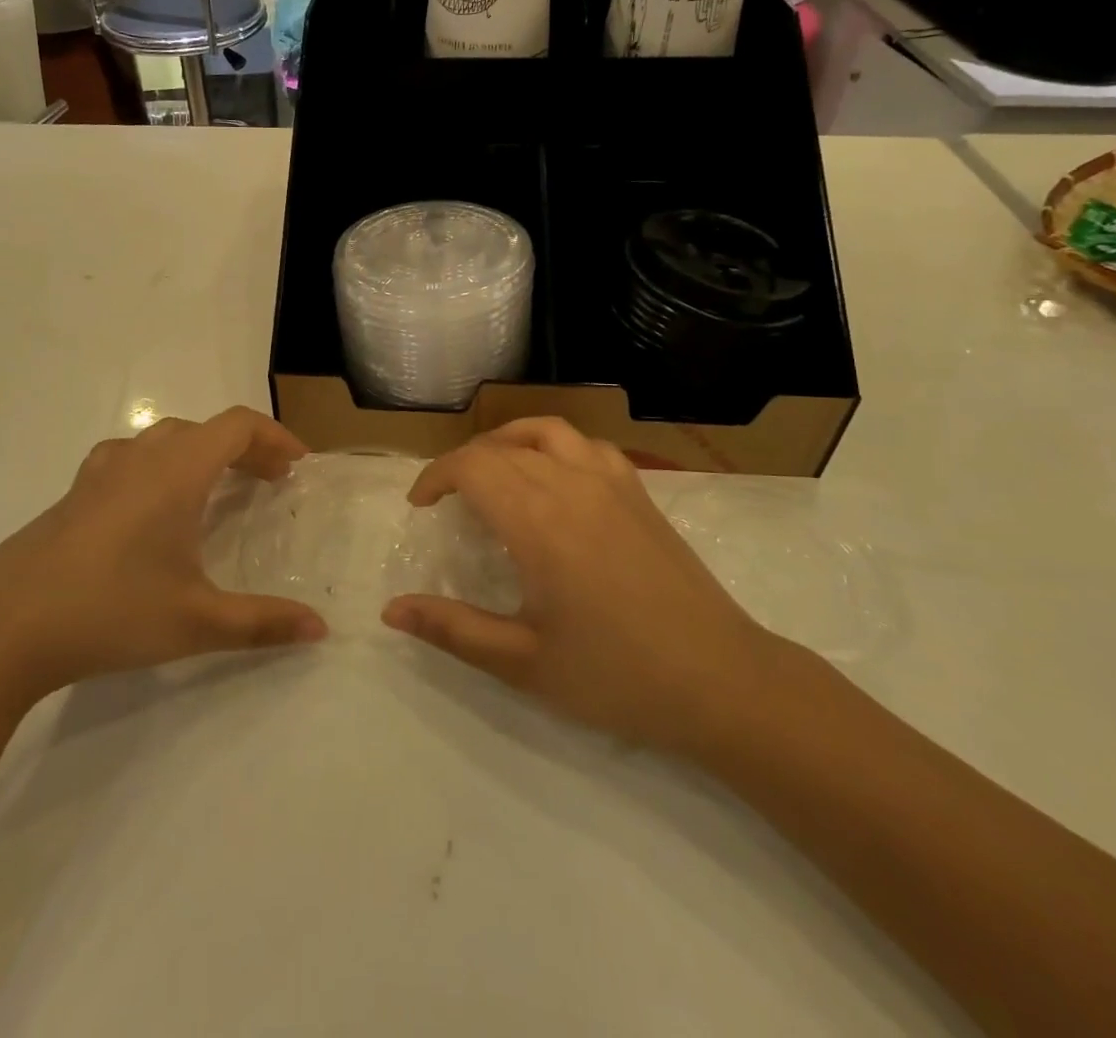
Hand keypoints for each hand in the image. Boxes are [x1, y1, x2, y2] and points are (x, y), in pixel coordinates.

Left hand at [0, 407, 326, 709]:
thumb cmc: (110, 612)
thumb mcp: (197, 622)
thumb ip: (263, 622)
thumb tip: (320, 630)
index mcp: (175, 471)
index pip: (236, 425)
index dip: (274, 436)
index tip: (298, 465)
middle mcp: (139, 458)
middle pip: (204, 430)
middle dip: (244, 448)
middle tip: (269, 482)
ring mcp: (98, 474)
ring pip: (163, 440)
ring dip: (201, 454)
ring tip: (217, 489)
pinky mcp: (72, 497)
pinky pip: (130, 460)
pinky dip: (161, 468)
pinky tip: (152, 511)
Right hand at [382, 418, 785, 753]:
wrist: (724, 682)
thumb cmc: (617, 676)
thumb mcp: (523, 663)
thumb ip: (452, 629)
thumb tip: (391, 609)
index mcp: (538, 521)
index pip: (472, 466)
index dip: (435, 476)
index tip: (420, 506)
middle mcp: (571, 485)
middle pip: (501, 447)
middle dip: (463, 464)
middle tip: (447, 502)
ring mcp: (612, 483)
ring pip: (545, 431)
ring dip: (506, 441)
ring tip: (492, 472)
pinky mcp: (640, 492)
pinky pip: (587, 445)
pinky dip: (554, 446)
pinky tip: (554, 478)